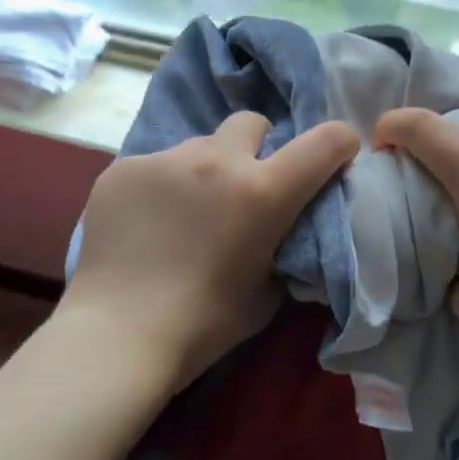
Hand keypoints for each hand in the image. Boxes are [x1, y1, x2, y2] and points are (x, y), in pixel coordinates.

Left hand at [61, 112, 360, 392]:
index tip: (338, 155)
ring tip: (185, 213)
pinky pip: (155, 166)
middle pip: (251, 123)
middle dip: (257, 147)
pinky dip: (161, 188)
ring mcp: (164, 160)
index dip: (340, 142)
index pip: (323, 142)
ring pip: (199, 146)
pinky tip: (145, 225)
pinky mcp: (123, 169)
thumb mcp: (268, 291)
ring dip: (205, 170)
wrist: (119, 335)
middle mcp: (216, 161)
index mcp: (262, 191)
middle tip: (244, 186)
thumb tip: (284, 231)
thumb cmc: (204, 325)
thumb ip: (284, 248)